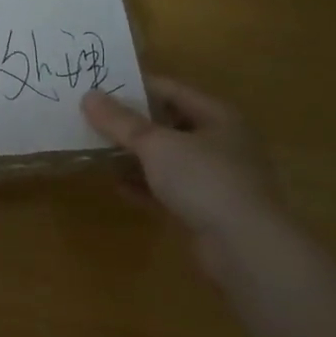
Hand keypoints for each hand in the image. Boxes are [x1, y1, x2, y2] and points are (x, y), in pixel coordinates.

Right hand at [82, 77, 284, 255]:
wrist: (246, 249)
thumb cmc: (204, 181)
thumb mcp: (156, 145)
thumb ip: (121, 121)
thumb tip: (89, 95)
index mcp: (217, 116)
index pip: (170, 89)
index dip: (135, 87)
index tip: (98, 87)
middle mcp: (220, 142)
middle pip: (168, 123)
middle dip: (131, 124)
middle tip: (92, 119)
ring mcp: (215, 178)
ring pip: (167, 158)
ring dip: (135, 156)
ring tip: (98, 151)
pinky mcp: (207, 209)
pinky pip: (169, 189)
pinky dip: (145, 186)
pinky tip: (118, 186)